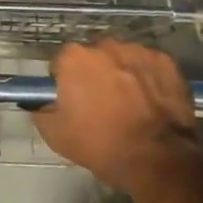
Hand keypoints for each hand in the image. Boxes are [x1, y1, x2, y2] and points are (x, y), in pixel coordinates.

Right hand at [32, 40, 202, 195]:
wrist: (158, 158)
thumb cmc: (103, 146)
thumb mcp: (57, 136)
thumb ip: (41, 111)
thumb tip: (37, 101)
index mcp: (74, 58)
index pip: (62, 63)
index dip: (66, 82)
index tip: (74, 102)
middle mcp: (104, 44)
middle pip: (94, 56)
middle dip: (96, 74)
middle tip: (103, 104)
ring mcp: (137, 49)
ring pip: (122, 58)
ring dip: (122, 73)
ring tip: (131, 104)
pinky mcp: (164, 60)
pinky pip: (148, 65)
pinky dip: (148, 78)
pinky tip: (151, 101)